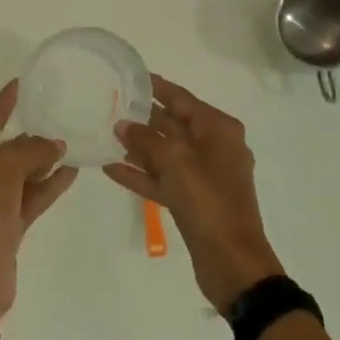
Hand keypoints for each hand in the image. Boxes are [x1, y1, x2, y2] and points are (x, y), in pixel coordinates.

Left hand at [0, 81, 78, 319]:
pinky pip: (31, 196)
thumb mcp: (5, 166)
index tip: (21, 84)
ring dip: (43, 160)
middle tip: (54, 115)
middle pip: (4, 148)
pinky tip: (72, 171)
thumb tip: (55, 145)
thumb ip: (32, 149)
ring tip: (70, 142)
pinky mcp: (8, 225)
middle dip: (28, 135)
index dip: (3, 103)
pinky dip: (49, 184)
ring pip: (21, 173)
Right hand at [106, 76, 285, 311]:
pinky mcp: (194, 200)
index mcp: (218, 129)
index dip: (155, 86)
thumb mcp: (175, 162)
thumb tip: (123, 125)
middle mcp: (213, 146)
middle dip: (142, 117)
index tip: (129, 75)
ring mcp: (204, 175)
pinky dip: (142, 174)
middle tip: (109, 105)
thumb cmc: (208, 201)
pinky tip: (111, 169)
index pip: (181, 98)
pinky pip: (164, 178)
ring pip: (166, 152)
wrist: (233, 264)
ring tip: (105, 136)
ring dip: (138, 147)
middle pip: (173, 124)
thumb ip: (145, 139)